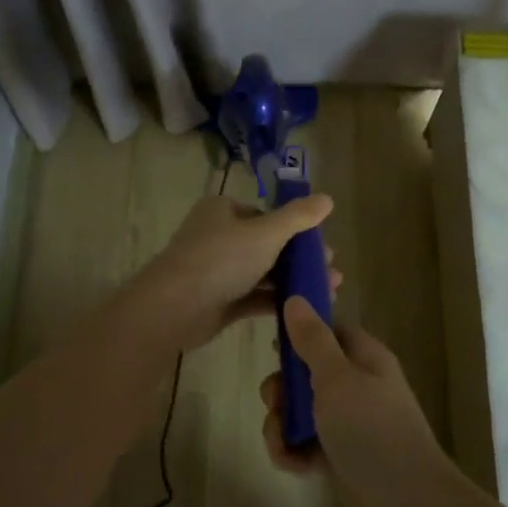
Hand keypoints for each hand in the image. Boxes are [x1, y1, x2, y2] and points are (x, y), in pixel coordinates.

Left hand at [135, 190, 340, 352]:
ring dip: (294, 280)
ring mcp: (218, 271)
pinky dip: (278, 301)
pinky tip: (305, 308)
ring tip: (328, 292)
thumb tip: (328, 198)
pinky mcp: (219, 301)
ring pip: (263, 273)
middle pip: (268, 245)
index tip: (323, 246)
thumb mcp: (266, 233)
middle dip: (301, 259)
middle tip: (331, 272)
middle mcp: (219, 237)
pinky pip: (254, 297)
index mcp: (224, 211)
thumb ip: (298, 217)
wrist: (175, 307)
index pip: (267, 215)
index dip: (297, 230)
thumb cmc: (221, 259)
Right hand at [259, 297, 458, 506]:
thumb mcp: (336, 378)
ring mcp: (346, 421)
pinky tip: (296, 467)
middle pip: (303, 372)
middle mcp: (355, 384)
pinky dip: (293, 453)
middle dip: (282, 389)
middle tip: (277, 403)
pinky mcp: (337, 454)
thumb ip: (312, 340)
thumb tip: (295, 298)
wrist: (405, 502)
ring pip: (298, 411)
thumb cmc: (371, 429)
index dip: (298, 335)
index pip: (326, 331)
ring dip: (282, 426)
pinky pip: (302, 443)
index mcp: (363, 357)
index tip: (274, 346)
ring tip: (284, 444)